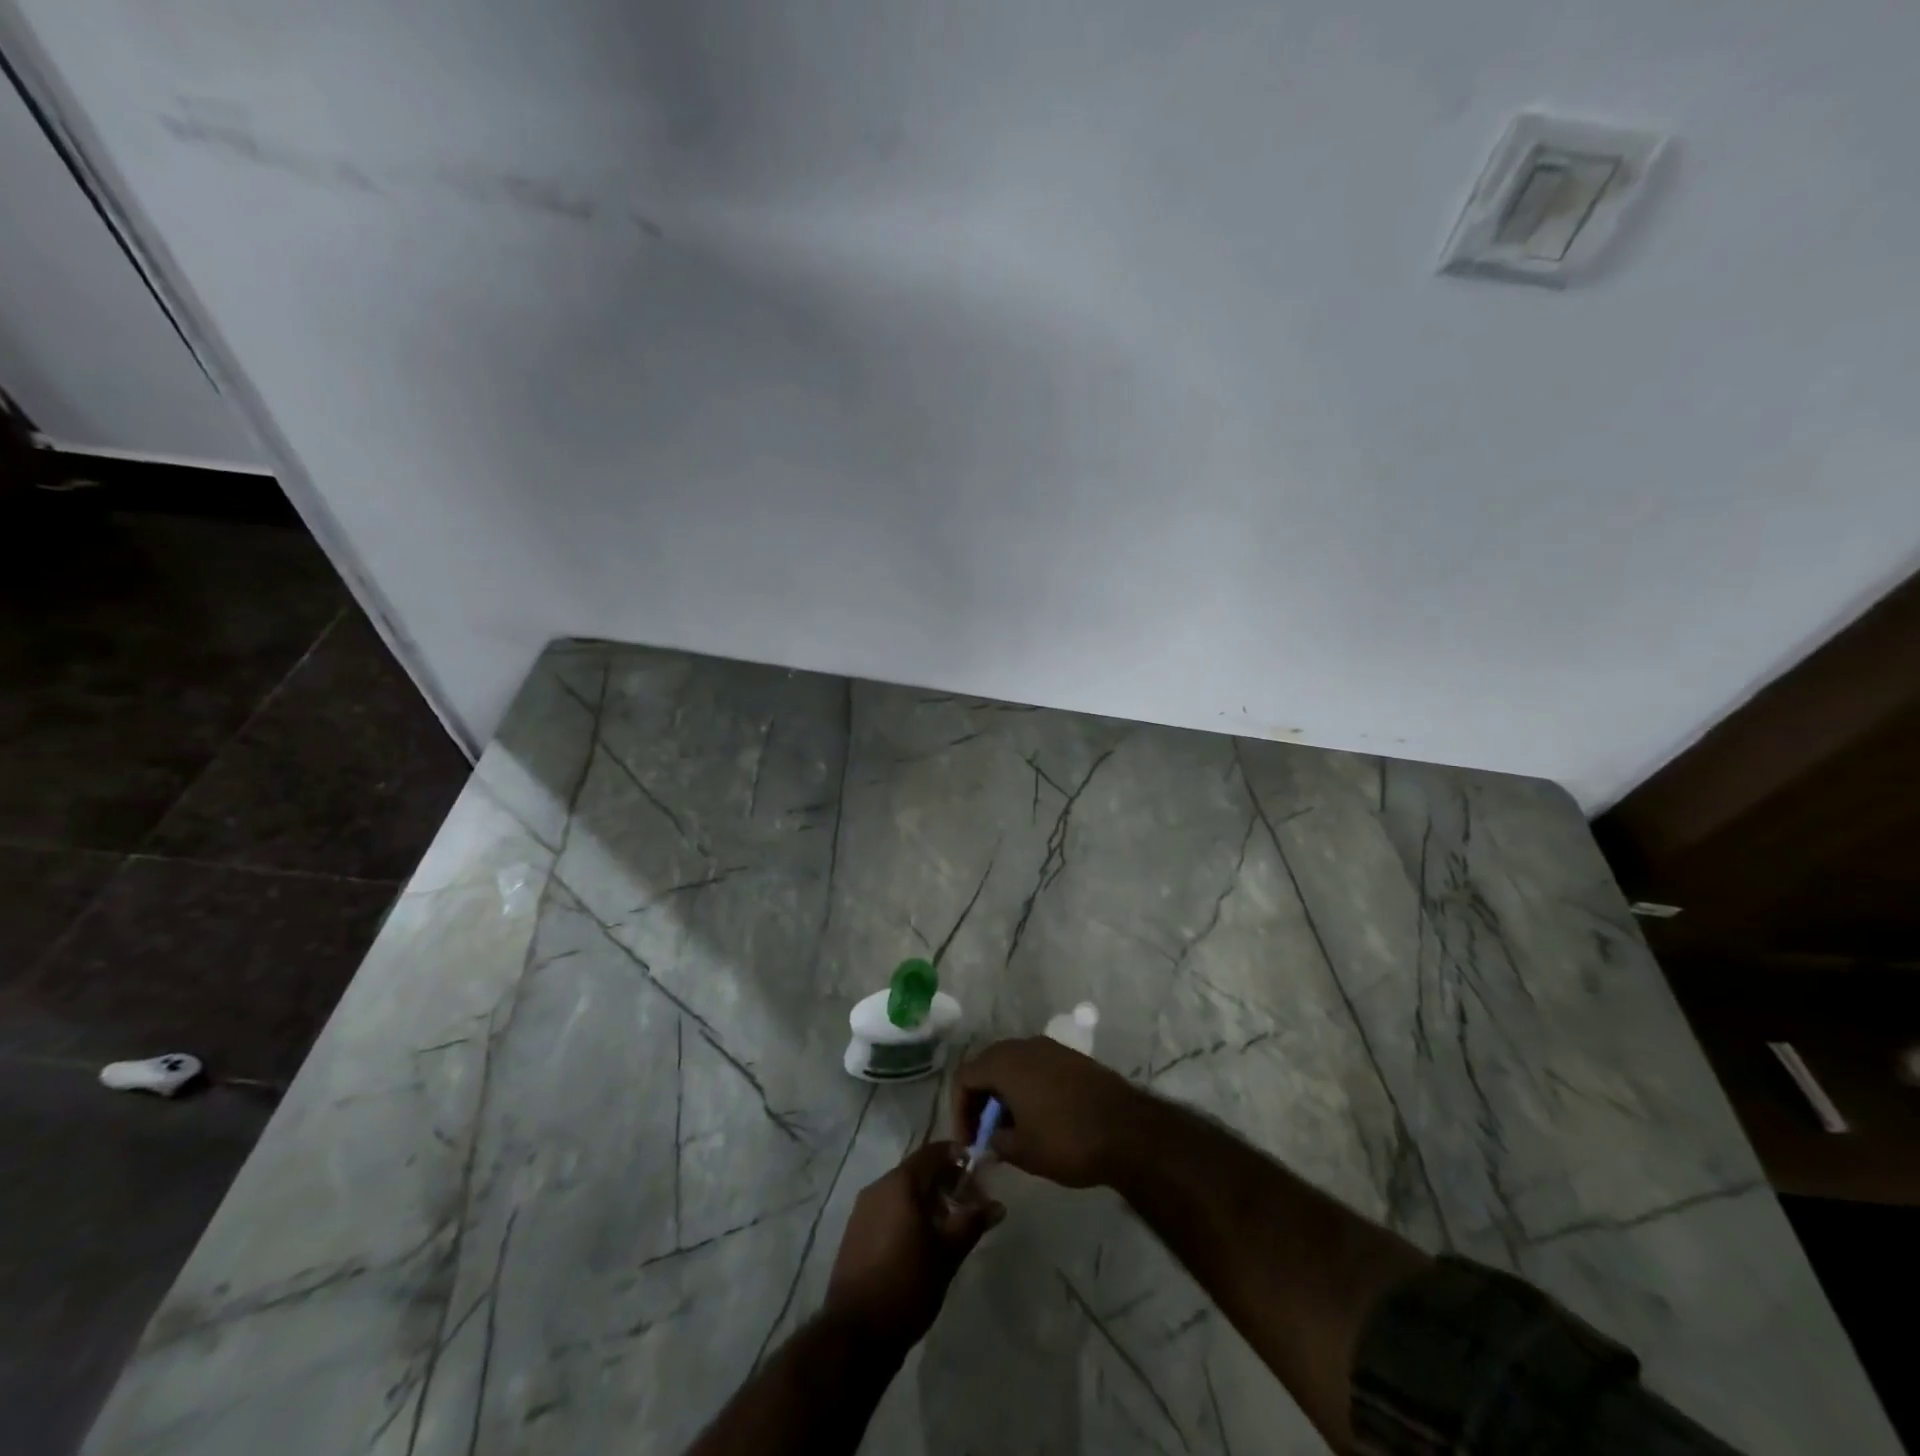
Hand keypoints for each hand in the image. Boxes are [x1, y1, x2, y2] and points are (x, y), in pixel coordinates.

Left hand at [824, 1141, 1003, 1348]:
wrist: (855, 1333)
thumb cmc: (907, 1284)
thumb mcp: (948, 1254)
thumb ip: (972, 1223)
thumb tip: (997, 1205)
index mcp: (900, 1182)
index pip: (933, 1152)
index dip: (957, 1157)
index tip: (977, 1172)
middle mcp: (879, 1186)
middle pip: (917, 1171)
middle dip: (944, 1182)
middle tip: (968, 1203)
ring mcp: (863, 1210)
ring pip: (901, 1191)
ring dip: (926, 1200)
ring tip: (948, 1225)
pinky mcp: (855, 1233)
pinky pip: (887, 1209)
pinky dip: (907, 1214)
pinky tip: (921, 1241)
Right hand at [953, 1038, 1143, 1188]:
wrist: (1128, 1130)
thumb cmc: (1068, 1140)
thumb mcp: (1024, 1152)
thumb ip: (997, 1142)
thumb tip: (992, 1138)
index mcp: (1005, 1063)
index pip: (964, 1077)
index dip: (959, 1109)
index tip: (969, 1141)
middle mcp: (1024, 1046)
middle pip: (986, 1065)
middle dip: (980, 1099)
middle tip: (985, 1134)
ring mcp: (1050, 1048)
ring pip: (1012, 1064)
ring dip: (1003, 1093)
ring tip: (1010, 1129)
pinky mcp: (1070, 1057)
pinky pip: (1035, 1066)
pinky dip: (1026, 1087)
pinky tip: (1036, 1117)